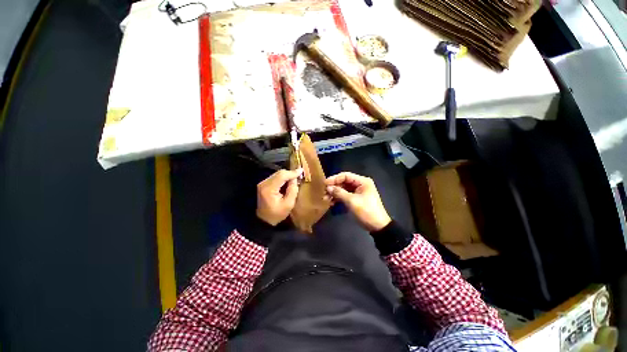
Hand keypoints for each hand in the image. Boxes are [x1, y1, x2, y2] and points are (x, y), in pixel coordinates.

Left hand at [256, 169, 302, 225]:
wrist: (264, 220)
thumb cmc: (277, 214)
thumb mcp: (289, 204)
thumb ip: (293, 190)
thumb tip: (295, 179)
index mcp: (269, 189)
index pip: (281, 176)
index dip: (292, 173)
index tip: (301, 171)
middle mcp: (264, 183)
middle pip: (279, 173)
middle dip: (290, 173)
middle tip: (299, 176)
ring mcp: (262, 183)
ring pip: (277, 174)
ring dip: (286, 176)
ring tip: (295, 179)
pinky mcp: (263, 184)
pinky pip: (275, 177)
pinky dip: (282, 178)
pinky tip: (288, 182)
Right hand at [325, 172, 390, 231]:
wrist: (378, 226)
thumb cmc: (366, 211)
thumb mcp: (352, 201)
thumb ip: (339, 193)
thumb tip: (328, 187)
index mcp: (362, 181)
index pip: (345, 176)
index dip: (334, 179)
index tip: (325, 184)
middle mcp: (360, 184)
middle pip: (344, 182)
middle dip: (333, 187)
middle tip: (324, 193)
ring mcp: (358, 192)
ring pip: (343, 189)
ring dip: (335, 194)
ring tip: (326, 199)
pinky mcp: (356, 199)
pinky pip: (345, 195)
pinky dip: (338, 198)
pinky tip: (332, 203)